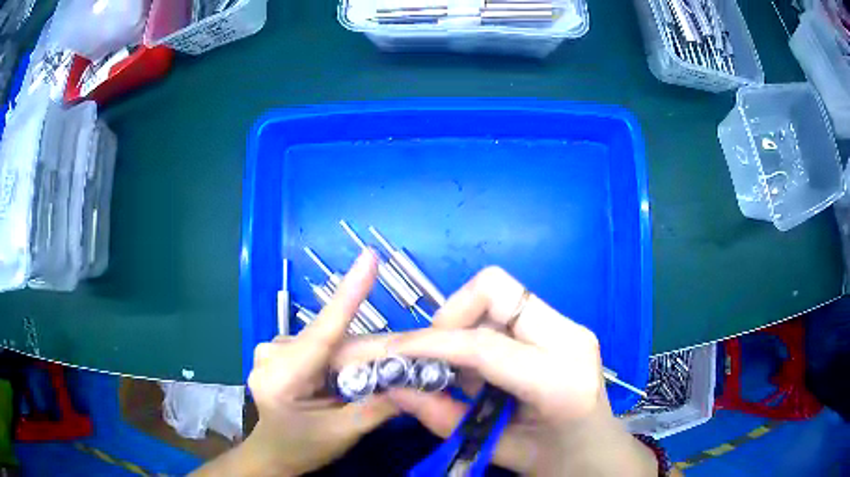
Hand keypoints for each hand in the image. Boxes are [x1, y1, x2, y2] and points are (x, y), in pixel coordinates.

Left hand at [193, 250, 396, 476]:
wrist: (273, 452)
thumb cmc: (303, 448)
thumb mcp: (342, 434)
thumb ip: (378, 407)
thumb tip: (415, 381)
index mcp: (281, 378)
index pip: (322, 333)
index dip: (349, 294)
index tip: (369, 257)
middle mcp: (272, 353)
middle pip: (334, 341)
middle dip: (370, 352)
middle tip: (408, 363)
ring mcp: (272, 348)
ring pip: (330, 342)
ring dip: (356, 357)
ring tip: (370, 382)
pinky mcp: (279, 348)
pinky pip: (320, 345)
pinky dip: (340, 357)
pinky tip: (342, 379)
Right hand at [338, 267, 657, 475]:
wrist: (599, 451)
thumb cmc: (556, 458)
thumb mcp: (498, 449)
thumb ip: (445, 419)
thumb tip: (394, 388)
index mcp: (561, 380)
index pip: (484, 345)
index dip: (432, 344)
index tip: (396, 351)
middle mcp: (570, 339)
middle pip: (495, 288)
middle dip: (452, 315)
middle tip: (436, 355)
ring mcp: (570, 327)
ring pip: (499, 293)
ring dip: (465, 323)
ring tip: (459, 368)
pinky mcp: (563, 326)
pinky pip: (508, 308)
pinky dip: (480, 329)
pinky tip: (480, 366)